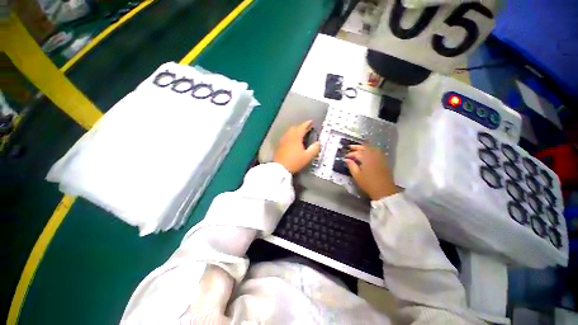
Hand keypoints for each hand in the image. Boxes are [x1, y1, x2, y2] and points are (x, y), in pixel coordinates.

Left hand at [274, 120, 320, 172]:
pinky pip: (285, 136)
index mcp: (296, 137)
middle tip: (306, 128)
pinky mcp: (279, 145)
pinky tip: (292, 141)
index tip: (311, 122)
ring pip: (289, 132)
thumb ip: (314, 149)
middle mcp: (288, 136)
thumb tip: (318, 143)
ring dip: (295, 131)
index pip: (302, 127)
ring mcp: (282, 140)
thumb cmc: (294, 162)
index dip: (307, 124)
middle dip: (301, 127)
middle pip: (294, 128)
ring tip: (300, 134)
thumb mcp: (307, 157)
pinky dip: (290, 136)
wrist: (280, 168)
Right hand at [344, 145, 398, 200]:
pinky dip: (371, 150)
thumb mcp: (357, 175)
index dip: (350, 154)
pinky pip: (377, 151)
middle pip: (365, 147)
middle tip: (350, 147)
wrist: (384, 190)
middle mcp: (373, 155)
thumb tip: (346, 160)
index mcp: (366, 158)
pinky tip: (368, 152)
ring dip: (364, 147)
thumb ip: (351, 166)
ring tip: (358, 148)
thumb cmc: (368, 183)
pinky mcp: (384, 160)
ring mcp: (380, 157)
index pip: (356, 153)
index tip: (345, 157)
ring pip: (371, 148)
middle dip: (356, 147)